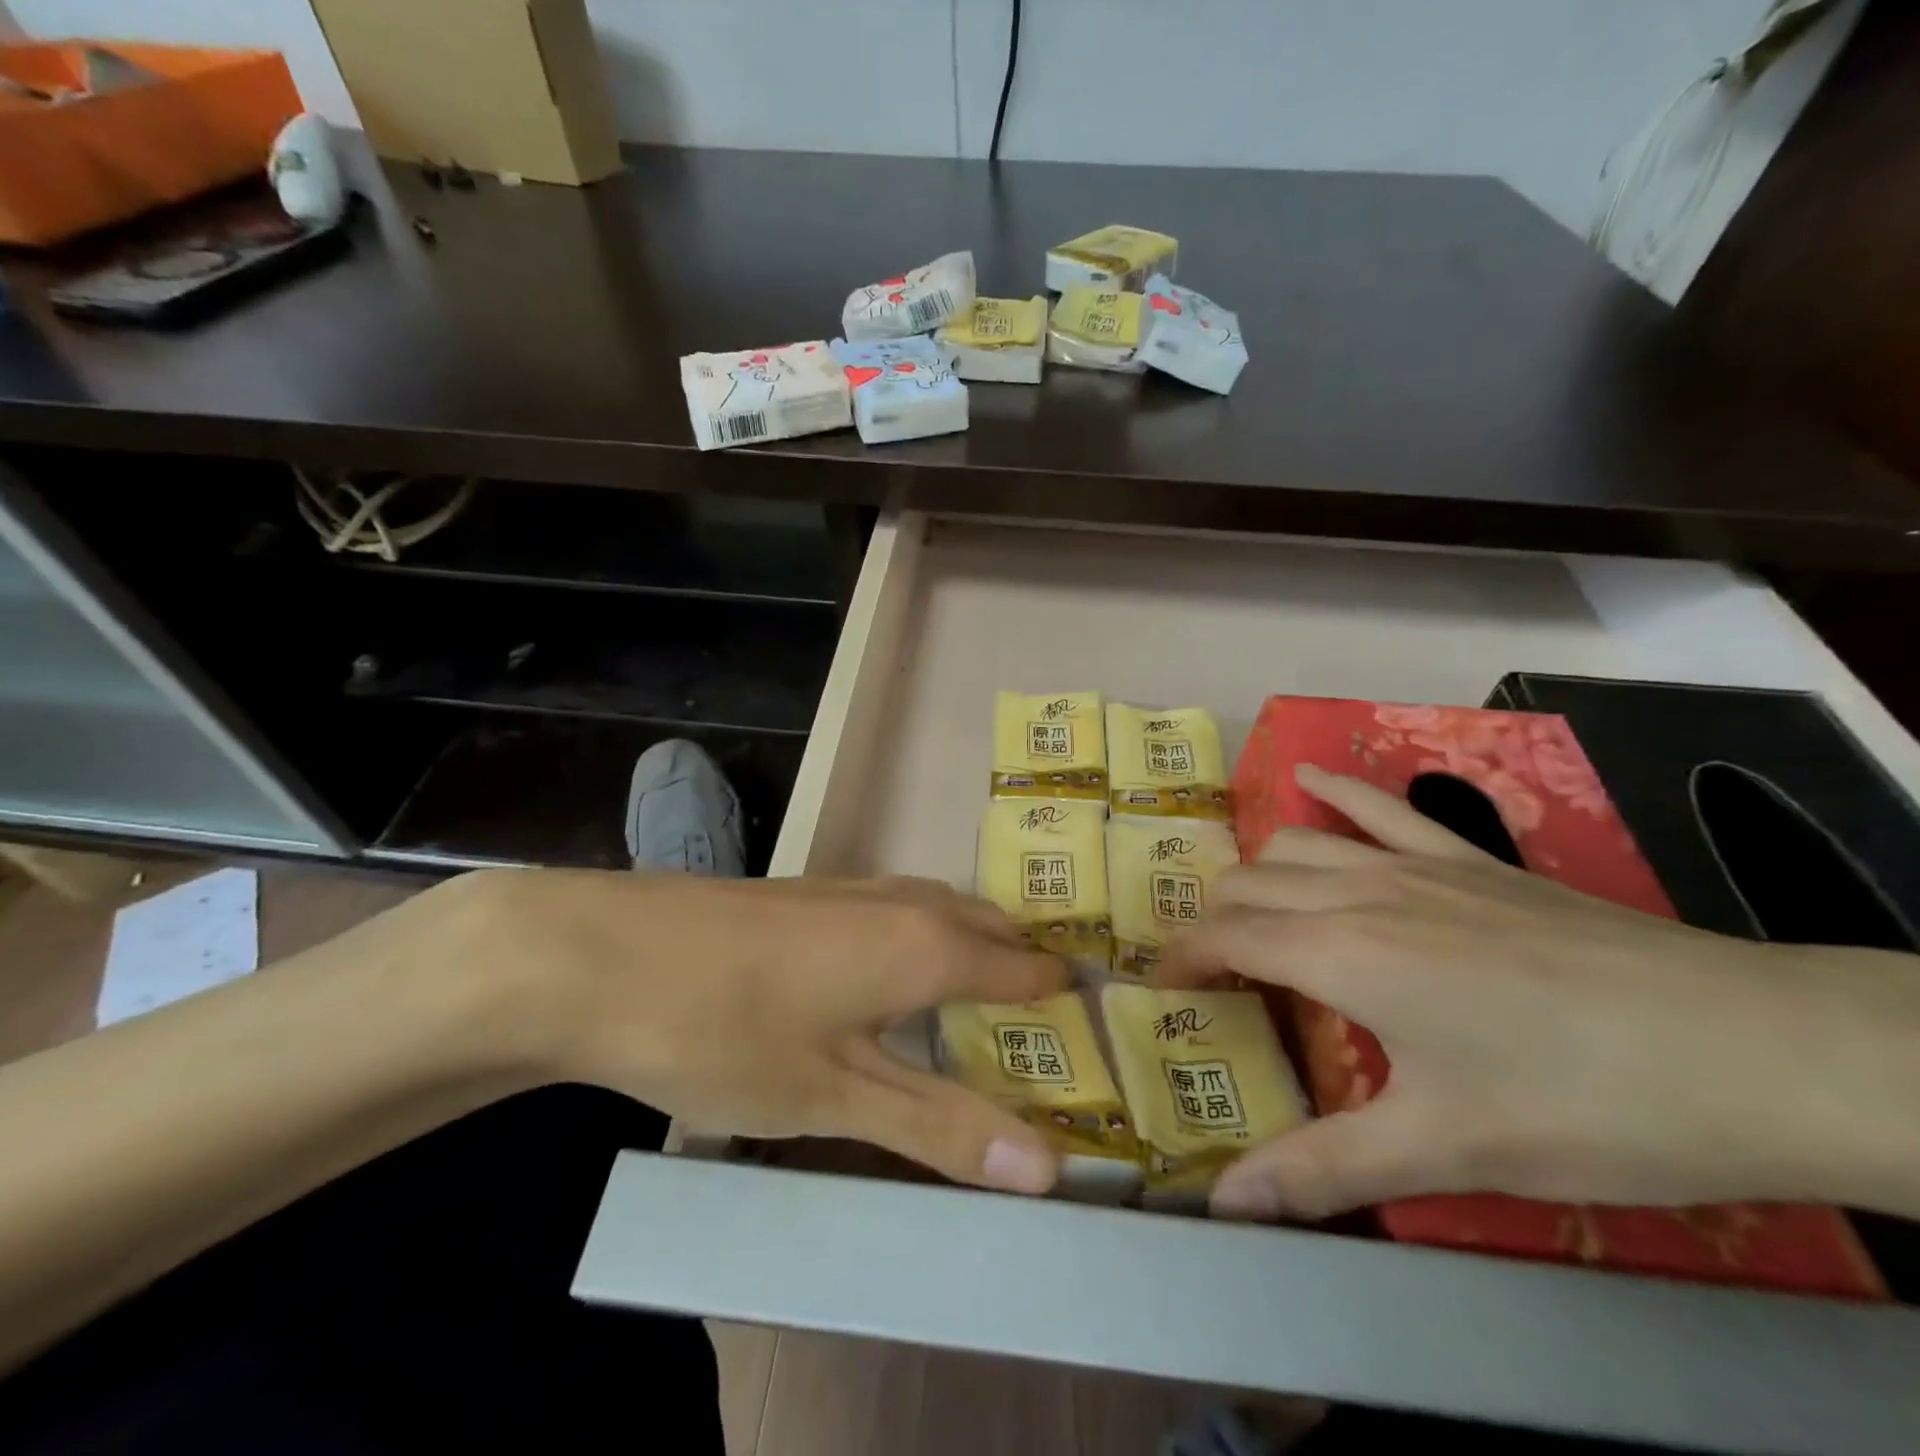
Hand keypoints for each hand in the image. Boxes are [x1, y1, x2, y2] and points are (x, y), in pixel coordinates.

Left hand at [436, 870, 1068, 1193]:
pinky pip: (896, 907)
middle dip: (1022, 964)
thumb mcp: (837, 1097)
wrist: (598, 956)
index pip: (1023, 965)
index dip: (1061, 996)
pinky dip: (923, 936)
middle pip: (986, 924)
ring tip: (984, 994)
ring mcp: (849, 888)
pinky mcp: (808, 892)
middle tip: (1047, 1021)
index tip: (1096, 1028)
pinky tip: (893, 972)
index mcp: (925, 944)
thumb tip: (1048, 1169)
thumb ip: (941, 1126)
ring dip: (972, 944)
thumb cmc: (727, 1031)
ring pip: (938, 908)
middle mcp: (900, 902)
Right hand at [1159, 766, 1919, 1221]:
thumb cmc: (1587, 1105)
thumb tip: (1224, 1206)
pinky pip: (1381, 805)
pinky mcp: (1469, 858)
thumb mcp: (1447, 1151)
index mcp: (1341, 955)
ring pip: (1296, 844)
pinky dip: (1334, 790)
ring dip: (1256, 872)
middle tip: (1214, 976)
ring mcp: (1417, 864)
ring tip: (1251, 913)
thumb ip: (1324, 1171)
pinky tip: (1307, 779)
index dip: (1182, 960)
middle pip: (1247, 884)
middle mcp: (1360, 893)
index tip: (1164, 992)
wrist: (1756, 1048)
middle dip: (1211, 922)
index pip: (1224, 937)